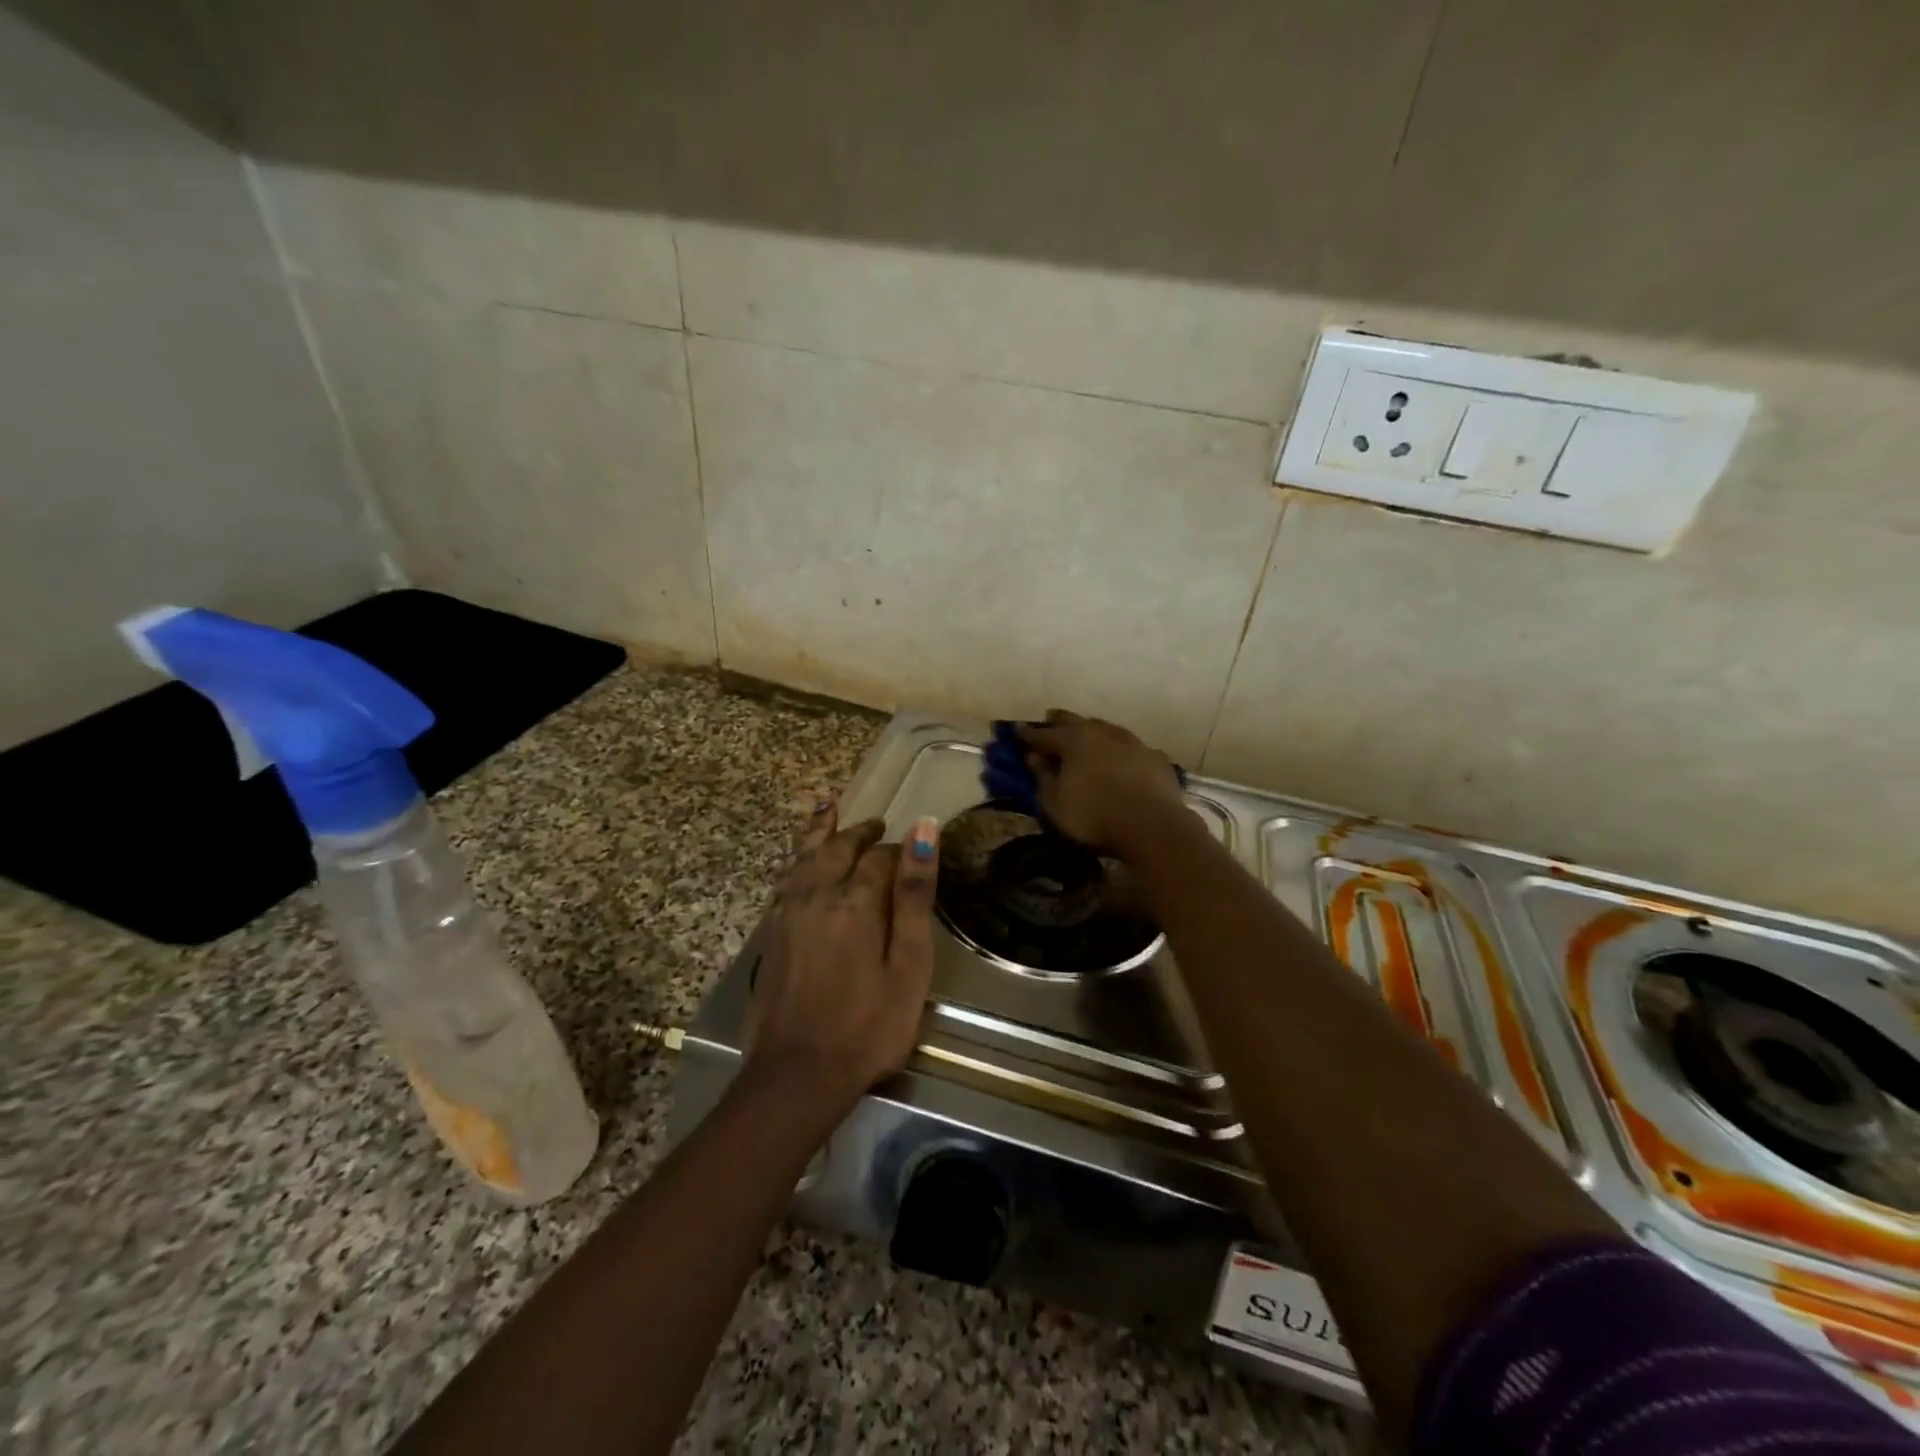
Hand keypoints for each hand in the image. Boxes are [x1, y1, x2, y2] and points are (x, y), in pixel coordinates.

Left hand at [744, 804, 940, 1113]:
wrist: (797, 1073)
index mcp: (856, 900)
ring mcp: (788, 913)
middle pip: (837, 847)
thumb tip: (923, 830)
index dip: (897, 849)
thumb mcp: (908, 964)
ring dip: (819, 831)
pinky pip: (784, 879)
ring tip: (828, 809)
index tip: (913, 848)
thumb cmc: (868, 1024)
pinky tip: (798, 862)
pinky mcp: (771, 934)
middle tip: (876, 824)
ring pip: (804, 856)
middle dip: (859, 832)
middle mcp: (817, 895)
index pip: (879, 857)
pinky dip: (795, 858)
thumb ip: (915, 895)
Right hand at [1016, 710, 1186, 856]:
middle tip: (1049, 720)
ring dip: (1092, 732)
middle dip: (1059, 721)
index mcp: (1074, 740)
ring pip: (1106, 729)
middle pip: (1076, 721)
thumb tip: (1033, 757)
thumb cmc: (1094, 816)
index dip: (1028, 735)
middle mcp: (1103, 732)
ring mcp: (1133, 742)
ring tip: (1086, 737)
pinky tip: (1121, 759)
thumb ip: (1042, 777)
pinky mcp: (1156, 758)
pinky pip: (1131, 749)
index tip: (1016, 732)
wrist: (1153, 826)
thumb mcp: (1055, 803)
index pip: (1044, 734)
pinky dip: (1120, 751)